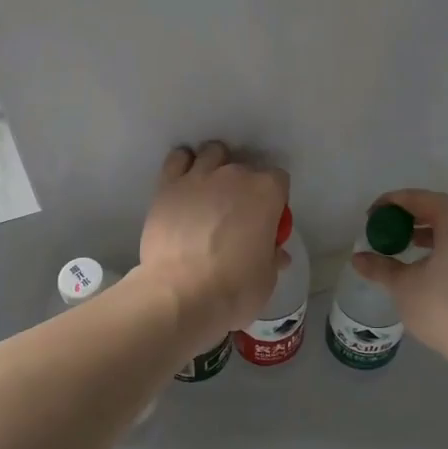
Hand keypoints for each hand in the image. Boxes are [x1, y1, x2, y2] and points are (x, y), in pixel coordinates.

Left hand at [135, 142, 289, 345]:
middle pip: (245, 168)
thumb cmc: (234, 289)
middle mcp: (235, 174)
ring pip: (212, 153)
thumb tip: (276, 253)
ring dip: (215, 166)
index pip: (279, 180)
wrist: (180, 296)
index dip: (274, 200)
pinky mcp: (168, 185)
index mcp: (266, 192)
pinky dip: (183, 164)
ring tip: (209, 191)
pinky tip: (184, 183)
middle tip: (236, 214)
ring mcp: (199, 176)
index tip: (267, 219)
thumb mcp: (266, 278)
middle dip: (244, 186)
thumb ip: (272, 256)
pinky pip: (178, 159)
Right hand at [350, 189, 447, 358]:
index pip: (417, 198)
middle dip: (411, 218)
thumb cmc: (446, 308)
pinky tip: (436, 269)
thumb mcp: (404, 286)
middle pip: (440, 209)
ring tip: (408, 249)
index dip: (389, 204)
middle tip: (388, 231)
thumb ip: (381, 267)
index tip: (370, 217)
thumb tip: (358, 259)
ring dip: (432, 234)